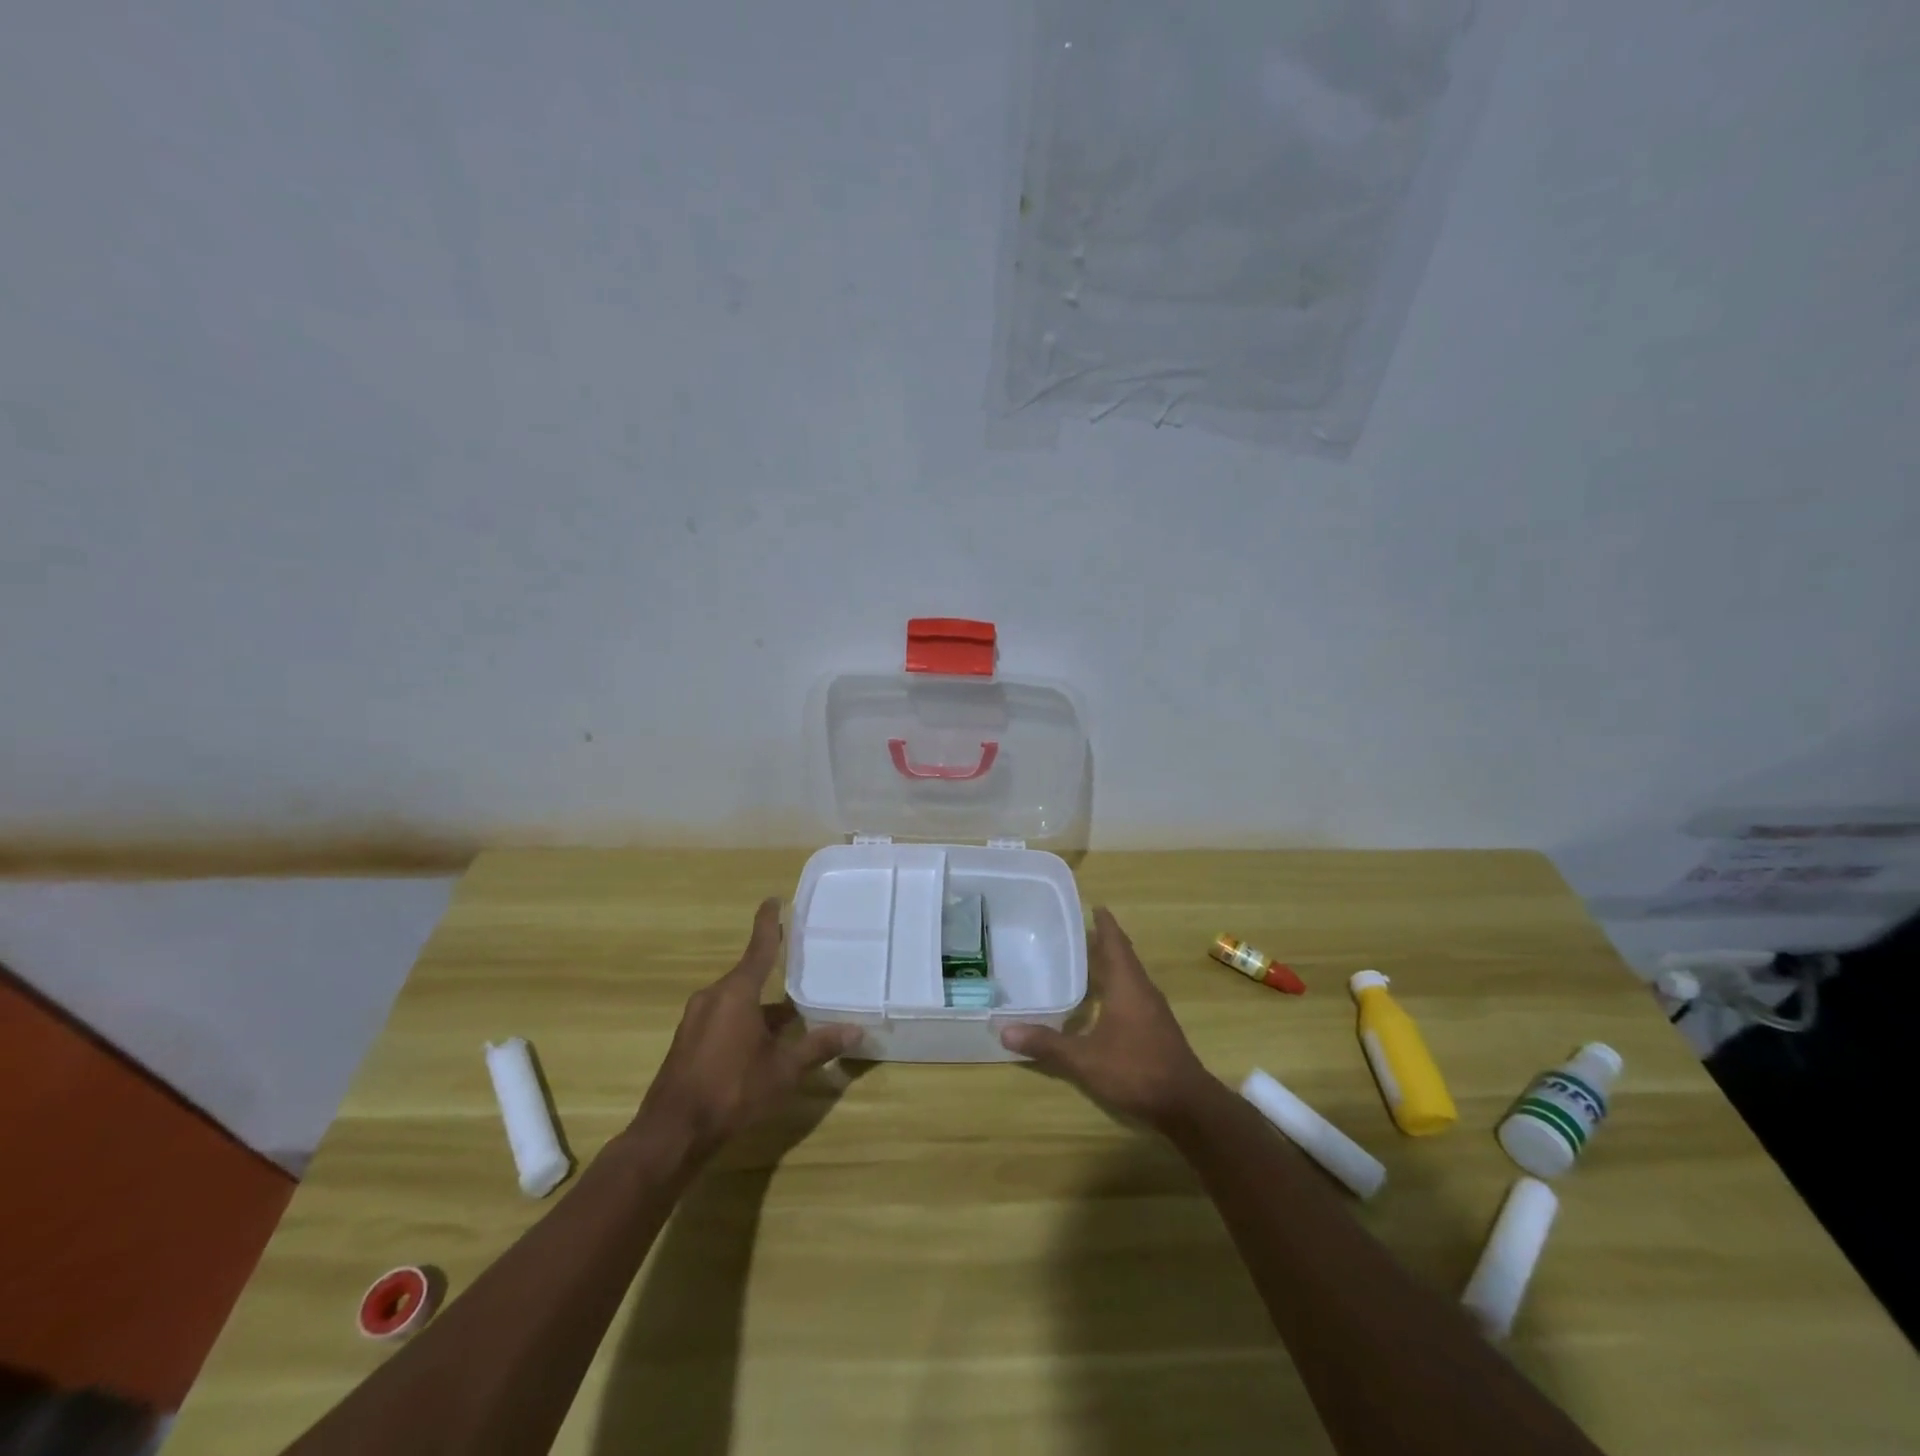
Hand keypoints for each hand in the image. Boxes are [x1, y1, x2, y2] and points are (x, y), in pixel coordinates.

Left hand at [633, 898, 859, 1158]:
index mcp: (737, 993)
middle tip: (800, 971)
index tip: (773, 900)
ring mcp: (696, 1019)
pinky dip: (744, 1022)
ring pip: (737, 1001)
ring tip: (790, 1020)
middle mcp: (714, 996)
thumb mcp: (783, 1070)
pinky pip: (723, 1018)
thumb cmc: (732, 1091)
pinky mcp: (687, 1041)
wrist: (671, 1133)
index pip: (759, 947)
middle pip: (749, 976)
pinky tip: (761, 1046)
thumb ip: (818, 1047)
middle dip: (773, 976)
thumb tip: (856, 1030)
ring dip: (761, 1007)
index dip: (768, 922)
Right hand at [1000, 907, 1217, 1130]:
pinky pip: (1135, 993)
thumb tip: (1004, 1031)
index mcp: (1127, 985)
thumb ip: (1046, 1044)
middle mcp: (1143, 990)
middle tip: (1079, 931)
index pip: (1115, 943)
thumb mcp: (1084, 1059)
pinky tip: (1104, 1000)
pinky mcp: (1158, 1028)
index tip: (1094, 906)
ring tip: (1087, 960)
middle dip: (1104, 941)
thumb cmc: (1135, 1070)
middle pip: (1124, 956)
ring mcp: (1154, 1010)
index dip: (1104, 924)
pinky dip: (1118, 985)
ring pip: (1131, 976)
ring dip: (1112, 964)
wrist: (1186, 1104)